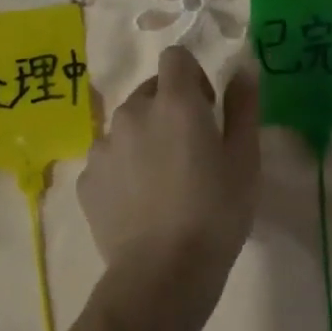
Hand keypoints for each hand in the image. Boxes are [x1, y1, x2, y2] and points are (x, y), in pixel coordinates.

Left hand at [80, 47, 260, 290]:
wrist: (163, 272)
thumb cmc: (216, 212)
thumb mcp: (245, 159)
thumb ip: (243, 107)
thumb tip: (243, 69)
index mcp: (175, 103)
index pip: (175, 58)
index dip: (194, 76)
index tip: (208, 108)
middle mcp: (132, 114)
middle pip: (150, 91)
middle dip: (170, 108)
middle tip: (192, 150)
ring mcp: (103, 148)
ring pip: (127, 126)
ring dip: (146, 138)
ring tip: (164, 181)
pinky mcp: (86, 180)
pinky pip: (109, 160)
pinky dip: (124, 169)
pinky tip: (142, 203)